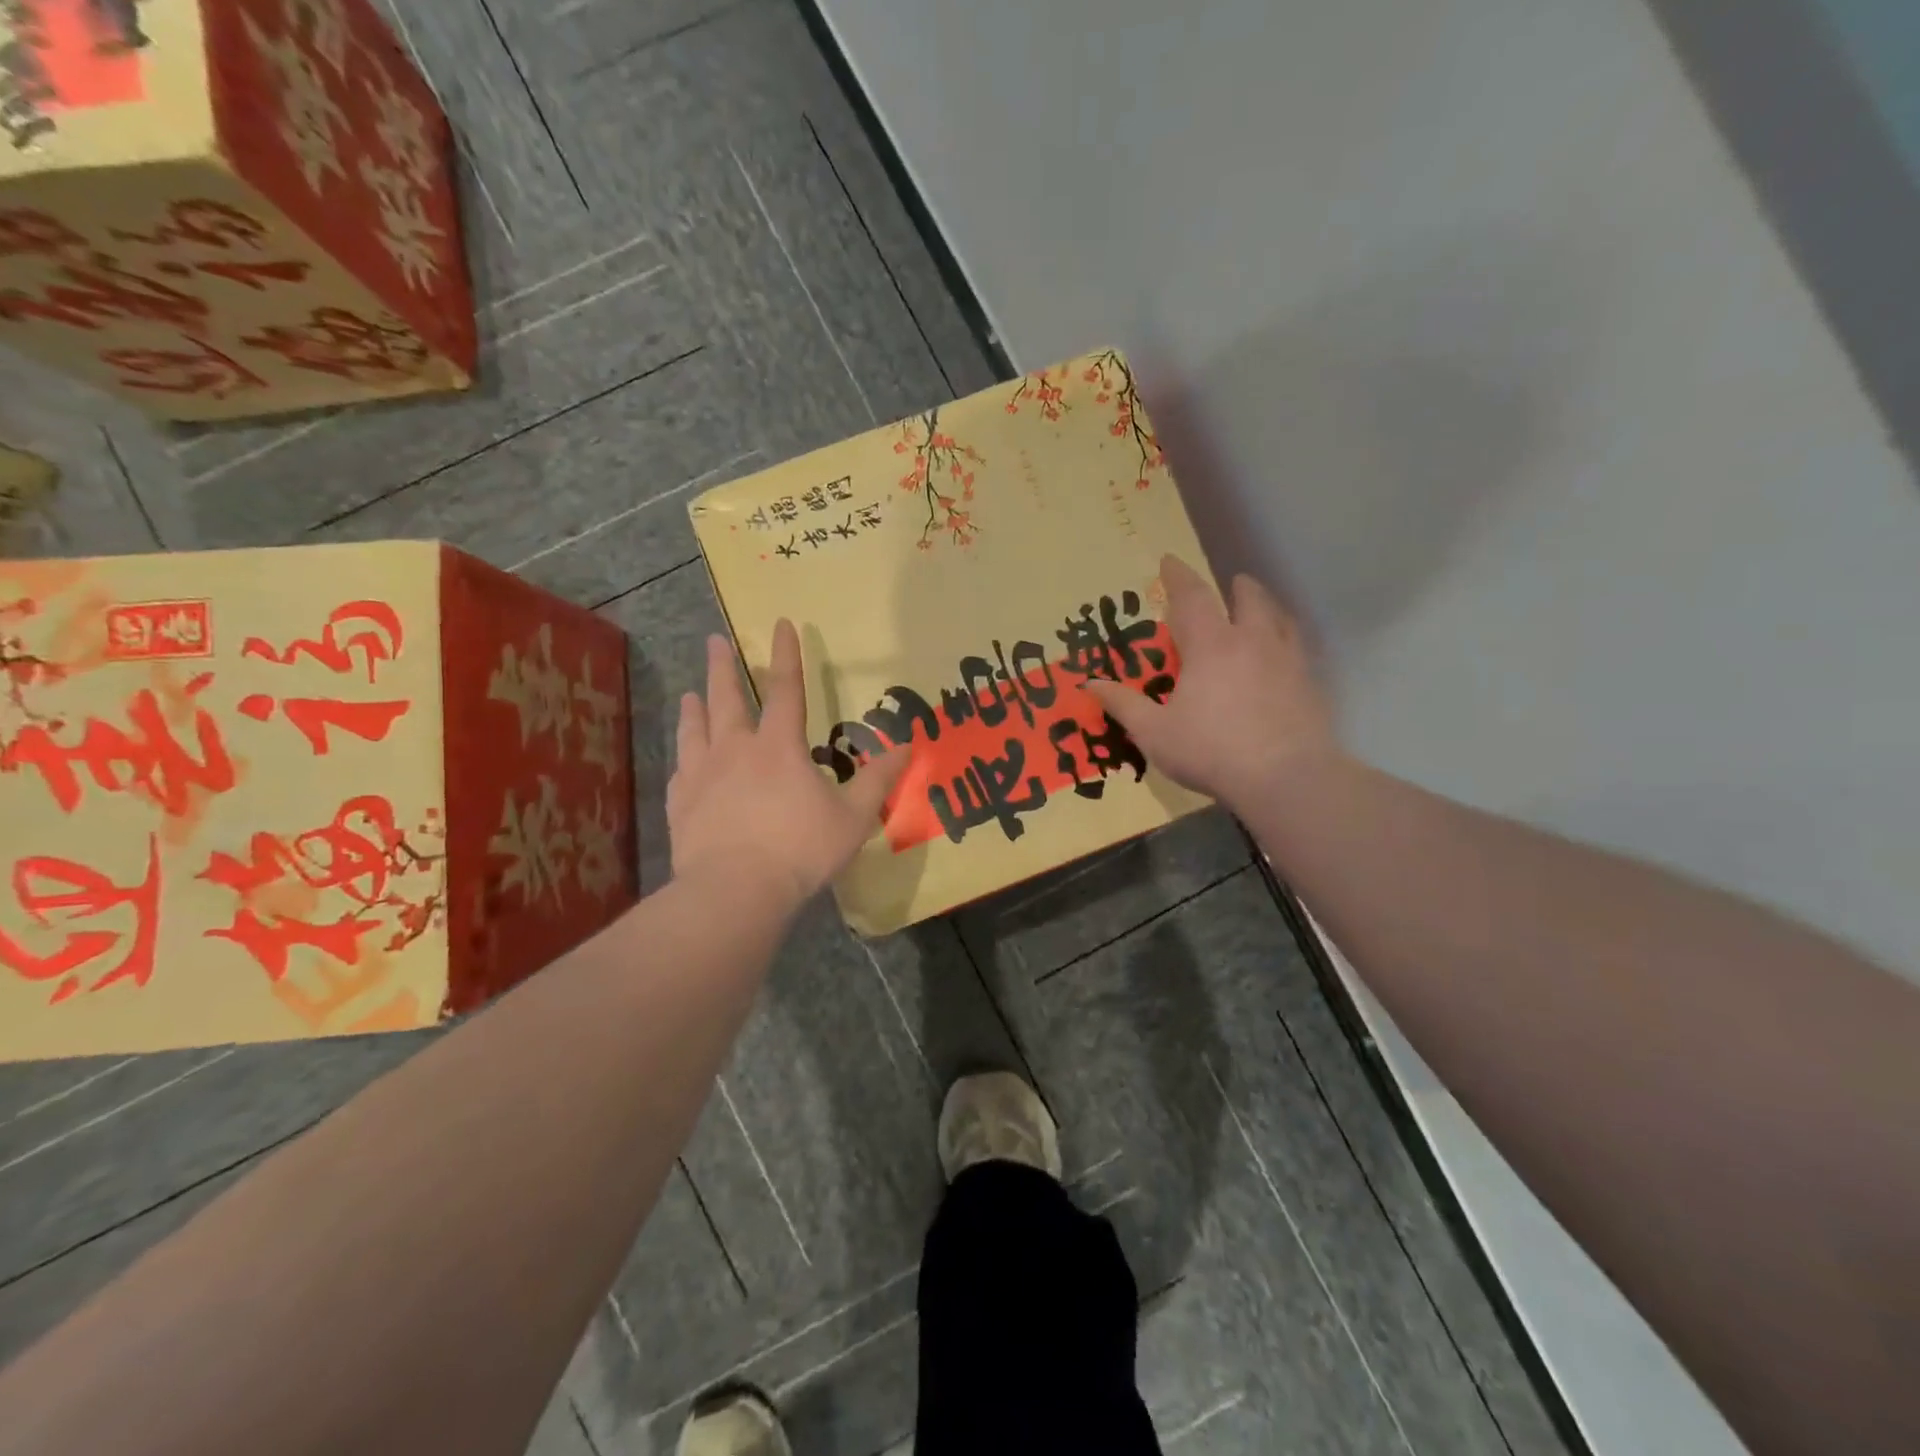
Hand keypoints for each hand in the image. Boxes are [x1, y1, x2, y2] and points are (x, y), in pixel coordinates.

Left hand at [669, 621, 909, 911]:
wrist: (736, 890)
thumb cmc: (800, 849)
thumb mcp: (853, 817)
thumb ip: (878, 780)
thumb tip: (908, 746)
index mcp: (779, 746)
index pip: (786, 689)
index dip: (786, 655)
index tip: (781, 624)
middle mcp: (736, 750)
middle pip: (727, 699)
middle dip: (723, 668)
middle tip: (713, 642)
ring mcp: (703, 775)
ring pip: (696, 729)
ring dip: (695, 707)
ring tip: (691, 693)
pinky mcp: (681, 804)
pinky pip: (681, 770)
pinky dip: (684, 757)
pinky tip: (682, 759)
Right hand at [1086, 555, 1337, 812]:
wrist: (1286, 778)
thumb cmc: (1211, 751)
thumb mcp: (1155, 733)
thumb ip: (1124, 704)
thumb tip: (1090, 684)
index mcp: (1211, 646)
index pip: (1192, 597)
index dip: (1178, 576)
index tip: (1169, 560)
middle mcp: (1252, 641)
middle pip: (1248, 599)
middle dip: (1236, 588)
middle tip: (1231, 585)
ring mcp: (1287, 661)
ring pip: (1280, 619)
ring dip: (1266, 608)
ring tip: (1259, 612)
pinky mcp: (1310, 684)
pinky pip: (1298, 650)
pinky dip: (1287, 642)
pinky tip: (1283, 659)